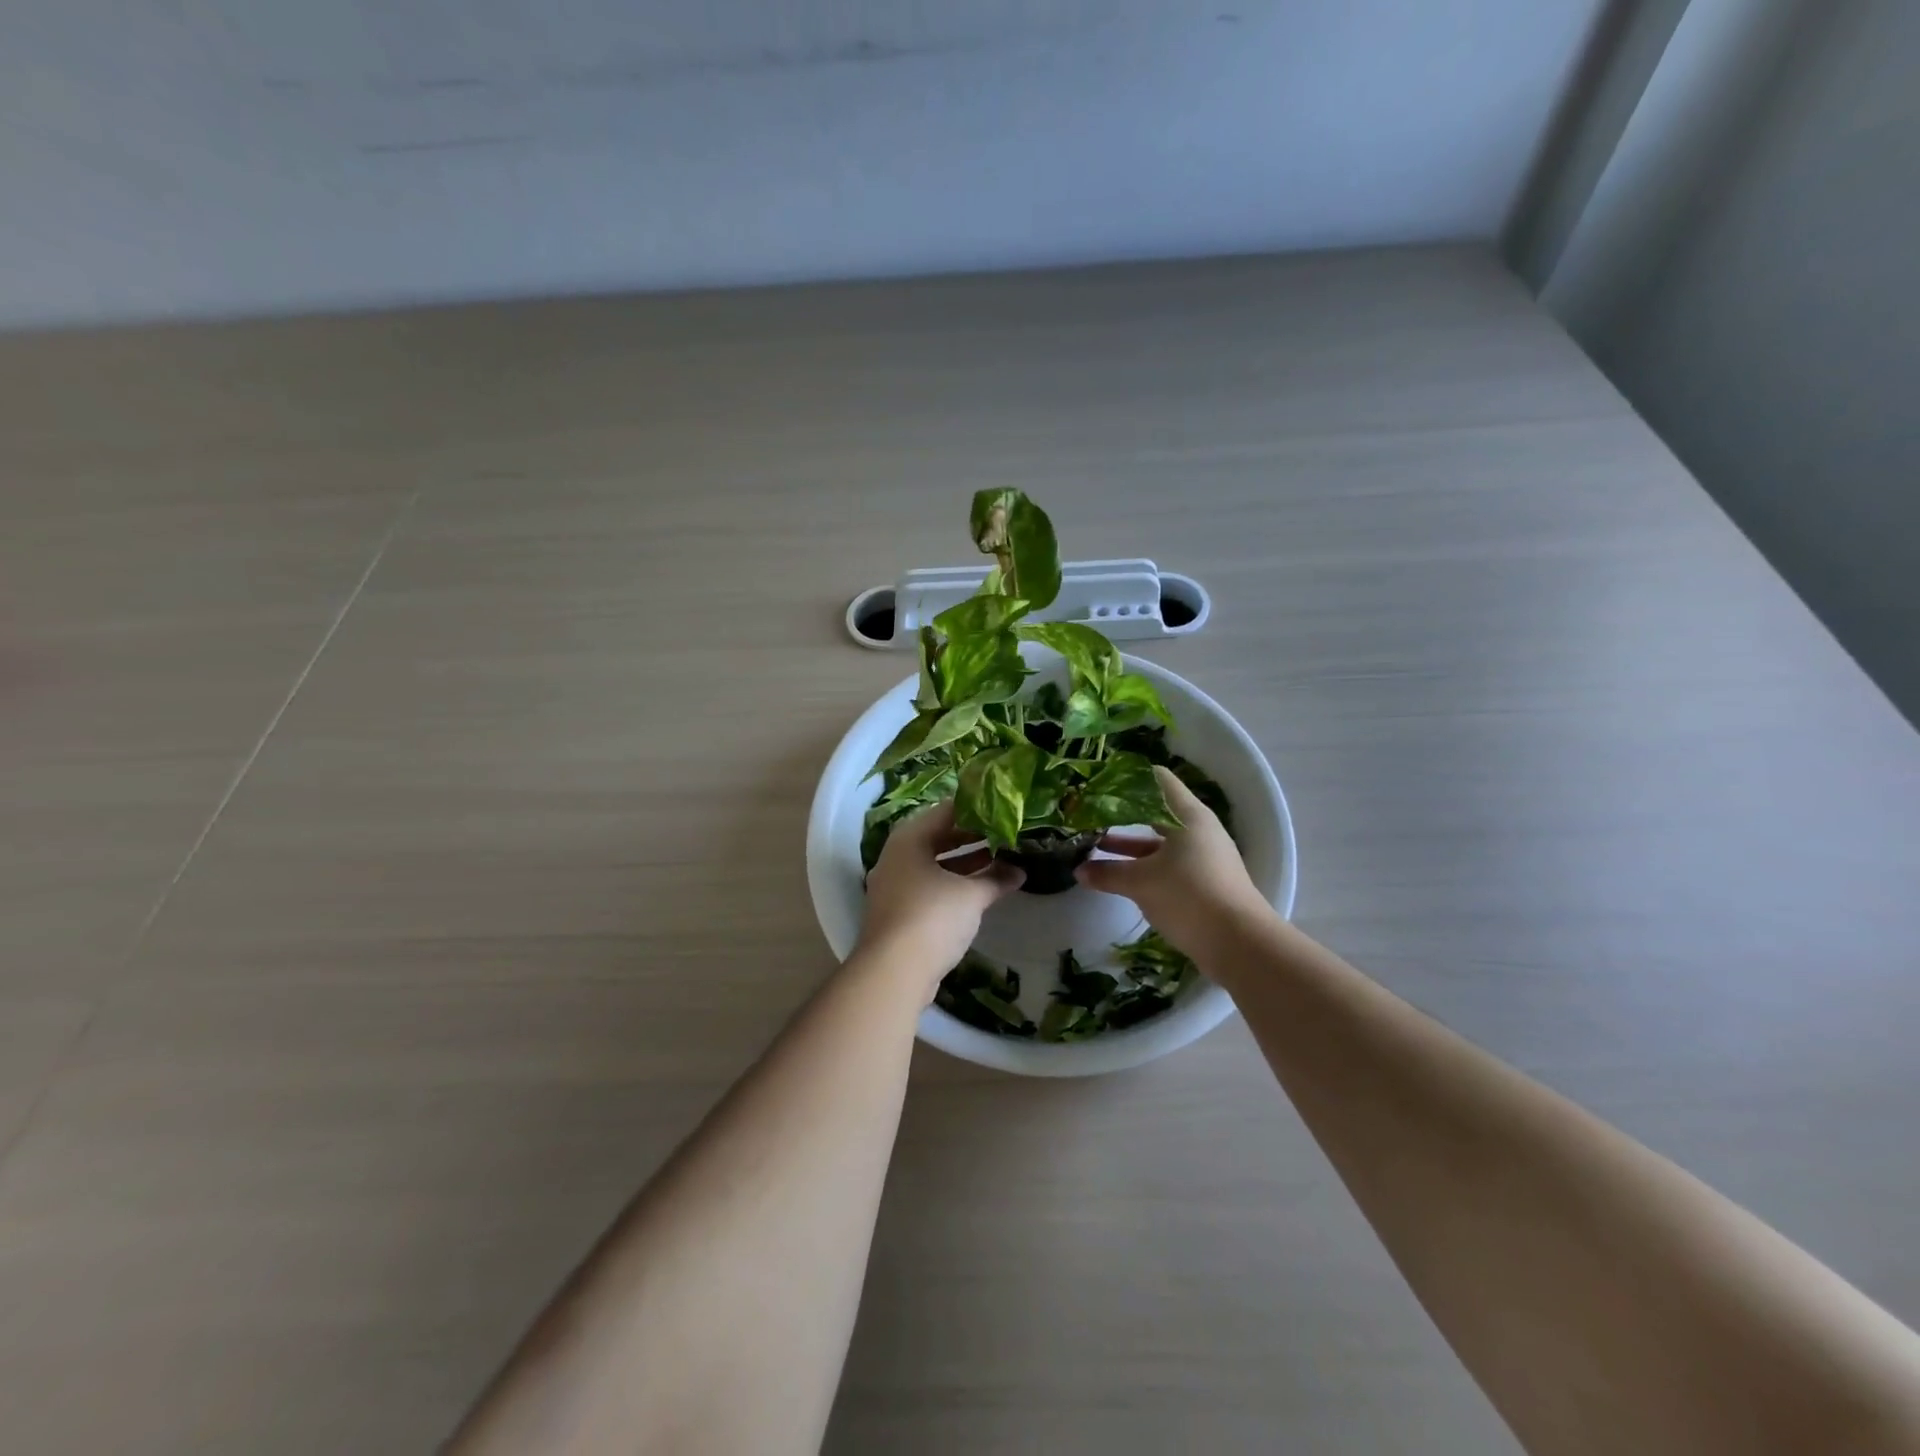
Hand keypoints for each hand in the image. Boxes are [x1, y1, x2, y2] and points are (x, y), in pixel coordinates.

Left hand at [858, 801, 1024, 989]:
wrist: (892, 972)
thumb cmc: (932, 917)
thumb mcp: (971, 895)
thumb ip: (996, 878)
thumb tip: (1020, 871)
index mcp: (909, 838)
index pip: (946, 811)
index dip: (976, 809)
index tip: (1003, 810)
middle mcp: (896, 855)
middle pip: (938, 837)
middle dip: (973, 838)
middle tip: (1005, 835)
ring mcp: (894, 885)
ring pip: (934, 865)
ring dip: (965, 864)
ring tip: (1000, 861)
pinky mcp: (897, 912)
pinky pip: (929, 887)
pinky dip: (952, 885)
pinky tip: (978, 891)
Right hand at [1074, 766, 1272, 957]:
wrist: (1240, 944)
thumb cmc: (1189, 895)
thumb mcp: (1141, 882)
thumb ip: (1108, 874)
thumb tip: (1078, 871)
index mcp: (1188, 816)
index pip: (1157, 780)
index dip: (1128, 778)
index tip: (1100, 782)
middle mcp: (1198, 831)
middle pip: (1155, 813)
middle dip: (1122, 815)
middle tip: (1089, 814)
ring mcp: (1202, 858)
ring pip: (1159, 843)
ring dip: (1129, 846)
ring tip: (1095, 847)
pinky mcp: (1203, 883)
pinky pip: (1166, 865)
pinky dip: (1143, 866)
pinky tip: (1118, 876)